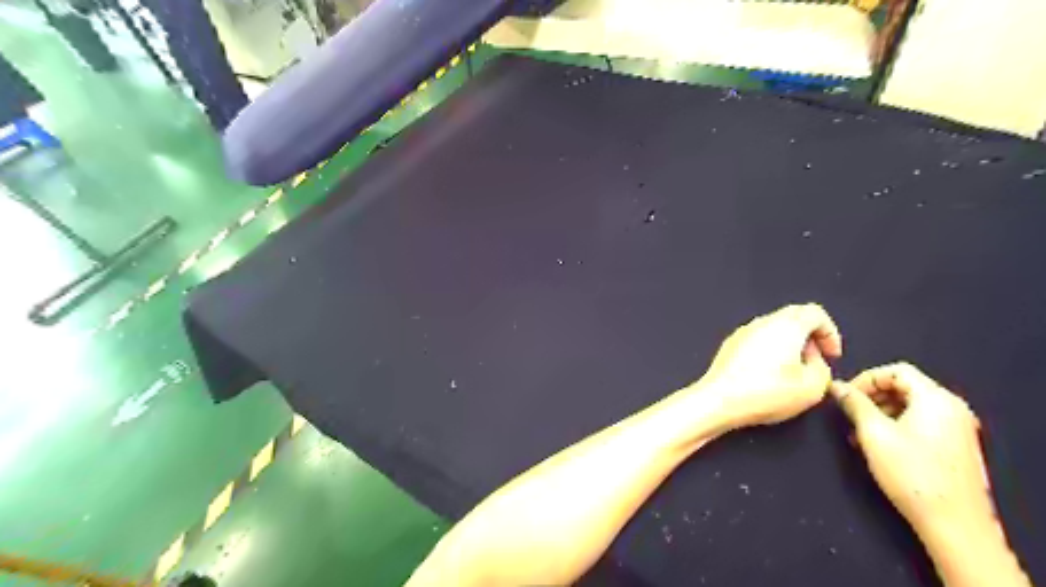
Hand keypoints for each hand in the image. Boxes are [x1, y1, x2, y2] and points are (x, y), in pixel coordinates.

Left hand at [703, 305, 838, 427]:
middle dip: (810, 336)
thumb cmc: (766, 393)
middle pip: (793, 316)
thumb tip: (813, 360)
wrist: (719, 399)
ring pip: (774, 327)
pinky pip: (757, 338)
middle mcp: (763, 322)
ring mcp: (743, 331)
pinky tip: (768, 373)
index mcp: (787, 325)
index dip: (830, 333)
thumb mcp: (812, 388)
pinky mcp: (730, 344)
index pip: (815, 312)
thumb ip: (823, 368)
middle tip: (815, 360)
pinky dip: (769, 349)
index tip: (831, 355)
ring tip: (793, 370)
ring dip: (789, 342)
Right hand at [831, 364, 989, 537]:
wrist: (954, 523)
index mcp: (936, 399)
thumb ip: (854, 404)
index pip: (897, 371)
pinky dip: (895, 426)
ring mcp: (956, 428)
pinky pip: (920, 423)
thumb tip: (837, 386)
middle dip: (871, 397)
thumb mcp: (873, 433)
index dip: (866, 378)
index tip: (845, 396)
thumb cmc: (911, 472)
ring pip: (910, 406)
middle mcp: (951, 408)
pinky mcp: (954, 447)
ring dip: (880, 413)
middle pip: (904, 387)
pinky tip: (877, 446)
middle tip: (849, 414)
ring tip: (858, 434)